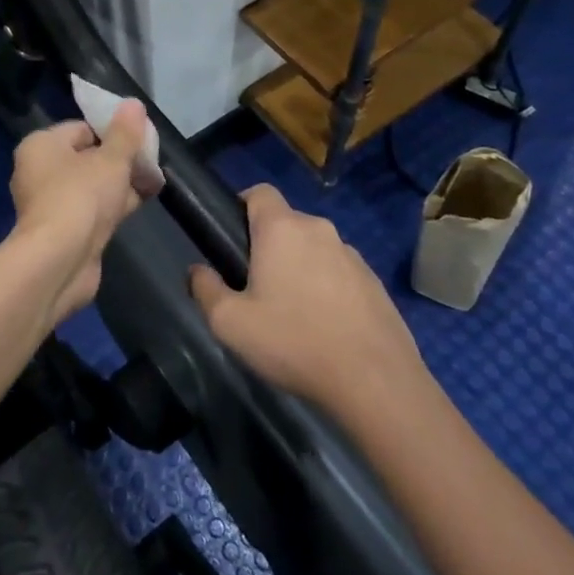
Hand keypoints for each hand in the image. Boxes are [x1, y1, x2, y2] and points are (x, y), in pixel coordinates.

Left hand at [9, 100, 160, 323]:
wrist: (60, 262)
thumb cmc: (81, 197)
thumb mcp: (111, 160)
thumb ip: (125, 133)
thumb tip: (133, 104)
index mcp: (41, 146)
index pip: (81, 128)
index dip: (112, 131)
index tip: (140, 139)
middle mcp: (39, 172)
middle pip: (87, 157)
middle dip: (119, 159)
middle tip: (150, 161)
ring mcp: (50, 204)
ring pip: (91, 185)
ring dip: (120, 184)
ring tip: (153, 181)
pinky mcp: (62, 231)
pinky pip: (92, 209)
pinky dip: (113, 206)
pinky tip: (141, 203)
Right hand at [190, 184, 423, 412]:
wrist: (376, 383)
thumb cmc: (295, 343)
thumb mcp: (231, 324)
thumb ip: (205, 290)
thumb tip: (197, 271)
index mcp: (282, 228)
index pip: (259, 192)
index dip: (242, 206)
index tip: (232, 239)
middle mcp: (319, 230)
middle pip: (286, 223)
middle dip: (269, 246)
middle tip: (256, 287)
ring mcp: (352, 255)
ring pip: (315, 249)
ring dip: (301, 268)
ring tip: (294, 315)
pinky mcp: (376, 283)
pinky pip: (341, 274)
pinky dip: (329, 290)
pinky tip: (326, 329)